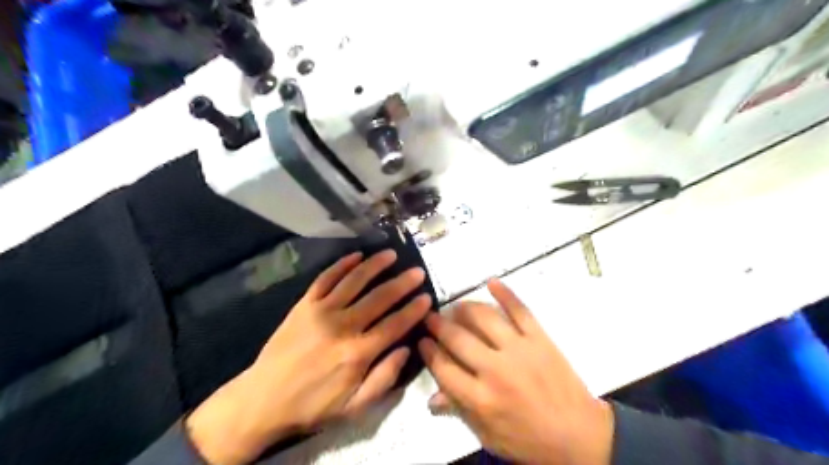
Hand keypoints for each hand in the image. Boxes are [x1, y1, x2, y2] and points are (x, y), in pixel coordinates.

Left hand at [187, 250, 434, 463]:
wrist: (264, 398)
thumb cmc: (313, 404)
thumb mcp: (354, 408)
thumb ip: (384, 378)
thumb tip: (406, 349)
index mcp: (358, 353)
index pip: (394, 325)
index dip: (413, 310)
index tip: (427, 297)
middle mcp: (343, 326)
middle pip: (379, 298)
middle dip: (402, 283)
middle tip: (417, 271)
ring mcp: (322, 311)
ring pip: (354, 281)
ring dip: (375, 265)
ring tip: (391, 254)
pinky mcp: (304, 304)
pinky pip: (326, 279)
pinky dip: (342, 265)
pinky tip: (356, 255)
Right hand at [421, 280, 607, 464]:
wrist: (580, 436)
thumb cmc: (530, 441)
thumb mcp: (489, 436)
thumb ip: (460, 412)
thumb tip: (432, 397)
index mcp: (481, 399)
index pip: (444, 368)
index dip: (428, 351)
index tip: (422, 340)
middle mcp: (496, 370)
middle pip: (458, 339)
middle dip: (438, 325)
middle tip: (430, 318)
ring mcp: (520, 349)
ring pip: (484, 319)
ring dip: (464, 309)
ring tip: (455, 307)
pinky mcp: (540, 338)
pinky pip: (520, 310)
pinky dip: (505, 294)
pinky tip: (491, 282)